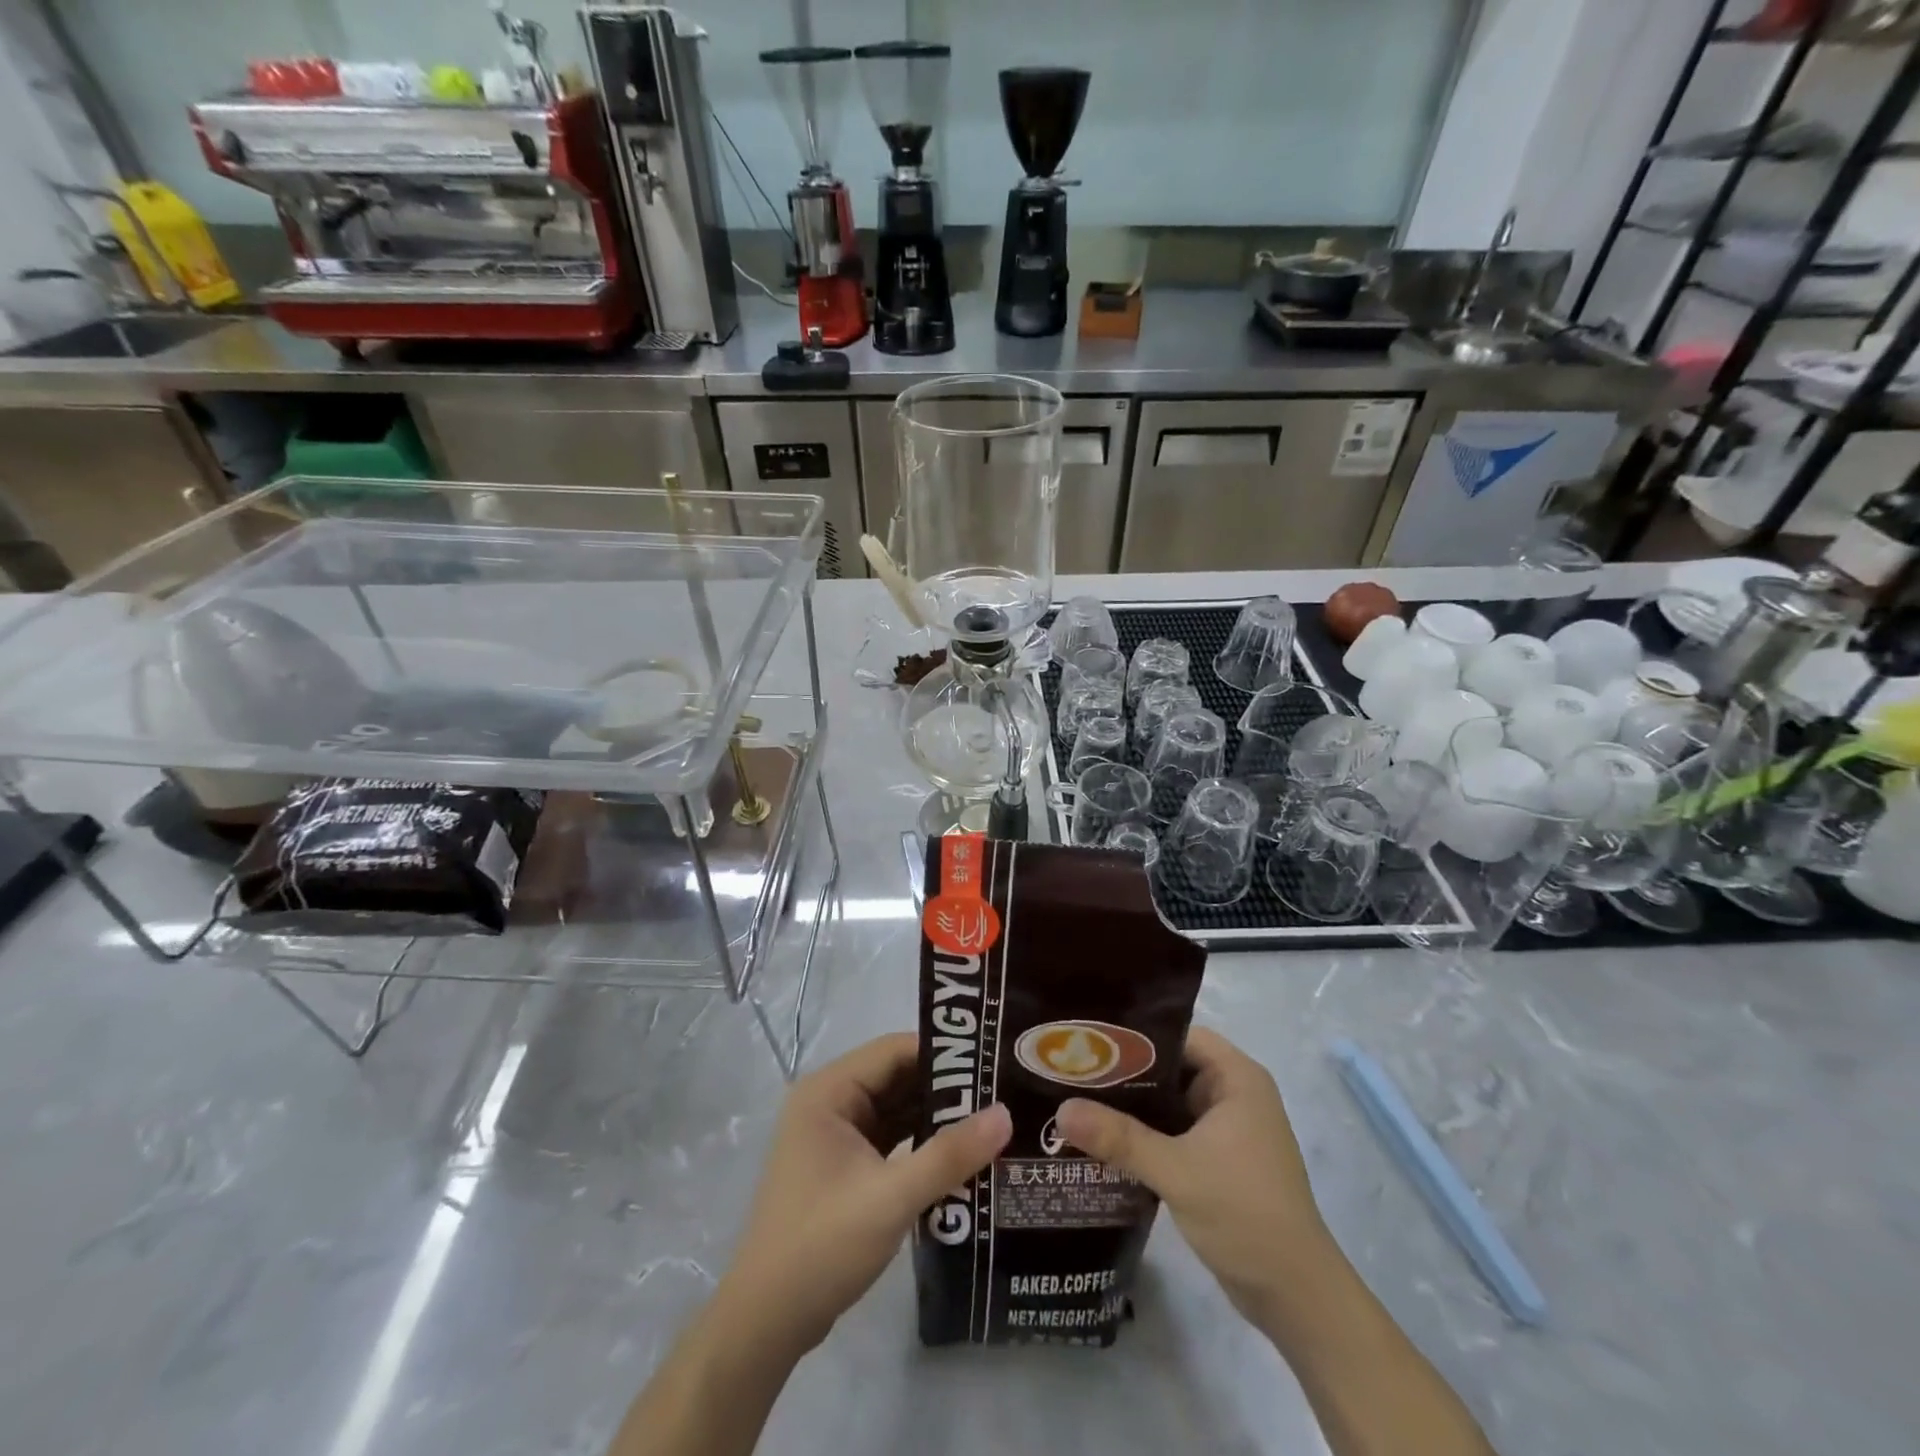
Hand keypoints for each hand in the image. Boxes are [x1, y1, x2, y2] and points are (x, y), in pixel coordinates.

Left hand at [718, 1033, 1010, 1358]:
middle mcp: (830, 1102)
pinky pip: (891, 1140)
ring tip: (993, 1120)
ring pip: (897, 1110)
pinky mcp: (844, 1168)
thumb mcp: (891, 1197)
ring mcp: (835, 1136)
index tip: (993, 1063)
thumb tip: (1006, 1114)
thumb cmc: (821, 1245)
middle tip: (1002, 1093)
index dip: (944, 1054)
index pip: (894, 1051)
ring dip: (937, 1118)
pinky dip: (922, 1145)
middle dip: (946, 1088)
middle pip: (897, 1078)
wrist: (766, 1324)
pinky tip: (961, 1156)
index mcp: (828, 1091)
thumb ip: (949, 1155)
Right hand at [1055, 1027, 1334, 1330]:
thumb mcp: (1177, 1170)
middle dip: (1124, 1073)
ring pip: (1169, 1104)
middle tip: (1072, 1072)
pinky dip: (1144, 1136)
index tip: (1088, 1042)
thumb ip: (1119, 1138)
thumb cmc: (1245, 1213)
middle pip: (1170, 1068)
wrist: (1296, 1298)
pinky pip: (1174, 1134)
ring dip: (1131, 1108)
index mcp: (1236, 1078)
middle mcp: (1234, 1095)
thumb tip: (1062, 1109)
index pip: (1178, 1036)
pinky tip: (1104, 1142)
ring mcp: (1228, 1130)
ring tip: (1077, 1102)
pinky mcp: (1219, 1162)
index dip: (1135, 1036)